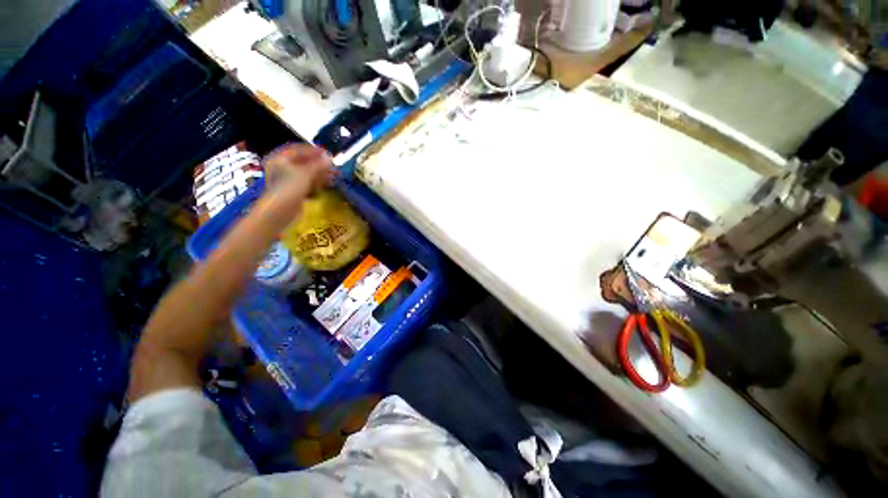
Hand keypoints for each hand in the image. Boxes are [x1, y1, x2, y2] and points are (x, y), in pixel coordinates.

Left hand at [264, 143, 334, 196]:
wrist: (281, 211)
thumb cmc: (289, 188)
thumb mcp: (305, 173)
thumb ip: (318, 165)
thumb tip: (330, 158)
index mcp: (279, 158)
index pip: (298, 150)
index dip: (313, 150)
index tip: (327, 153)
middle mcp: (281, 167)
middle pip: (303, 162)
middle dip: (318, 163)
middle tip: (332, 165)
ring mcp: (287, 180)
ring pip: (306, 173)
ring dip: (319, 173)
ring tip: (333, 174)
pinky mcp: (294, 191)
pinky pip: (307, 183)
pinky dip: (317, 182)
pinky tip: (326, 184)